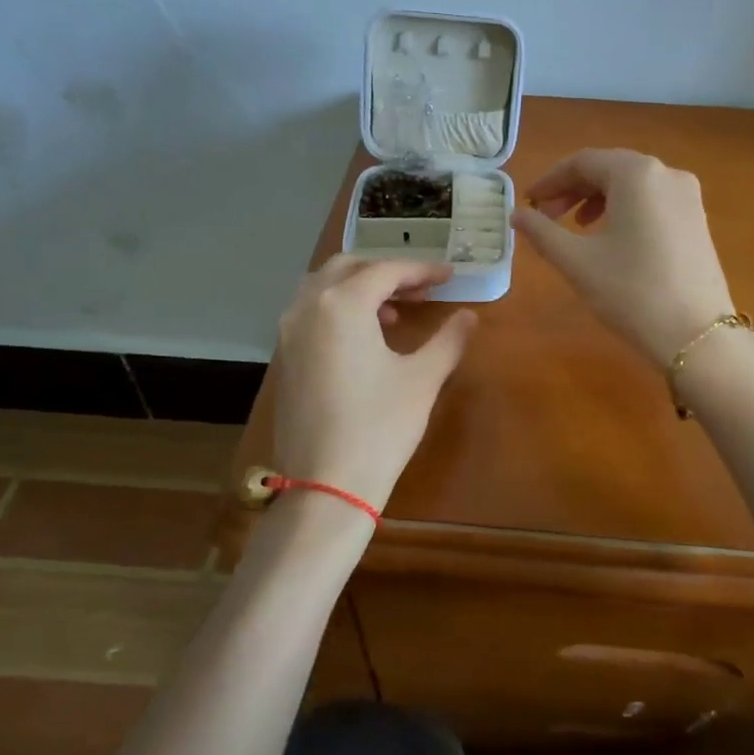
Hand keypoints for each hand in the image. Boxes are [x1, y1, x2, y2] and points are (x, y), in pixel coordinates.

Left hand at [269, 255, 477, 512]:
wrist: (326, 486)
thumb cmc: (380, 426)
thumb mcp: (423, 378)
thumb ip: (448, 339)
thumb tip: (469, 316)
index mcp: (342, 305)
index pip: (387, 270)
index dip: (422, 270)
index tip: (449, 276)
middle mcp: (308, 308)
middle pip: (349, 268)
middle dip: (387, 272)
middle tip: (422, 289)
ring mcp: (289, 333)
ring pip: (324, 287)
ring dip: (360, 287)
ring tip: (395, 311)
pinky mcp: (284, 358)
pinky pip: (311, 313)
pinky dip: (339, 309)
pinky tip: (365, 337)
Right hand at [514, 148, 735, 364]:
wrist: (696, 335)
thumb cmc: (630, 292)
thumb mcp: (577, 261)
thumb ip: (541, 232)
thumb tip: (516, 215)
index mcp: (636, 173)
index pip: (583, 162)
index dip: (550, 180)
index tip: (529, 204)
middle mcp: (666, 173)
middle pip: (609, 168)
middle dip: (574, 189)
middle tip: (547, 216)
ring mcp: (688, 196)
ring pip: (632, 185)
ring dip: (598, 199)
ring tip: (577, 227)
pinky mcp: (697, 219)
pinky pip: (652, 201)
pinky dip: (625, 209)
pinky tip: (612, 238)